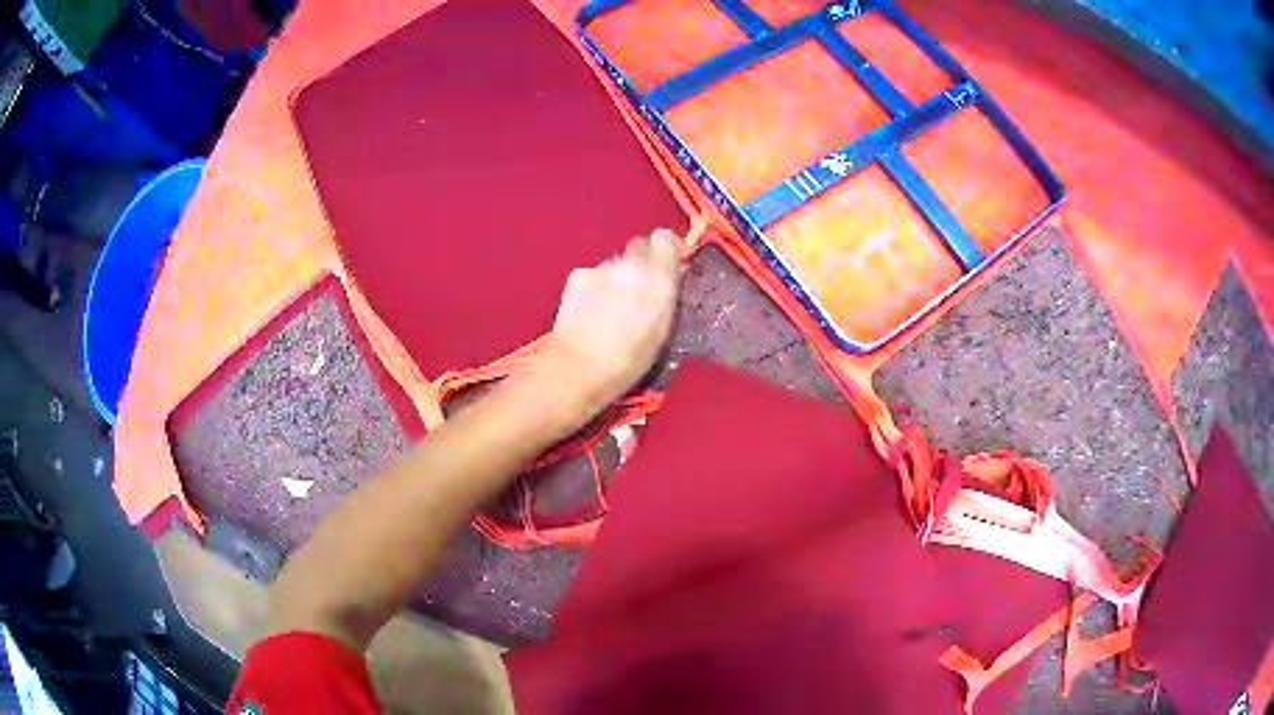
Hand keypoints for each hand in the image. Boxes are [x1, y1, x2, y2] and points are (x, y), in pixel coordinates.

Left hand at [527, 228, 682, 431]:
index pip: (666, 238)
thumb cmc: (630, 359)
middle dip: (641, 263)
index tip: (670, 266)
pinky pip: (592, 275)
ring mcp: (600, 268)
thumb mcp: (663, 330)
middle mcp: (631, 264)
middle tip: (639, 290)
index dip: (667, 250)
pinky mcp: (576, 276)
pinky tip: (589, 312)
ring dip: (617, 278)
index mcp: (659, 277)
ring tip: (610, 309)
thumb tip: (669, 279)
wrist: (578, 367)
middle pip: (639, 247)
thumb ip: (667, 296)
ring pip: (615, 264)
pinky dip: (594, 288)